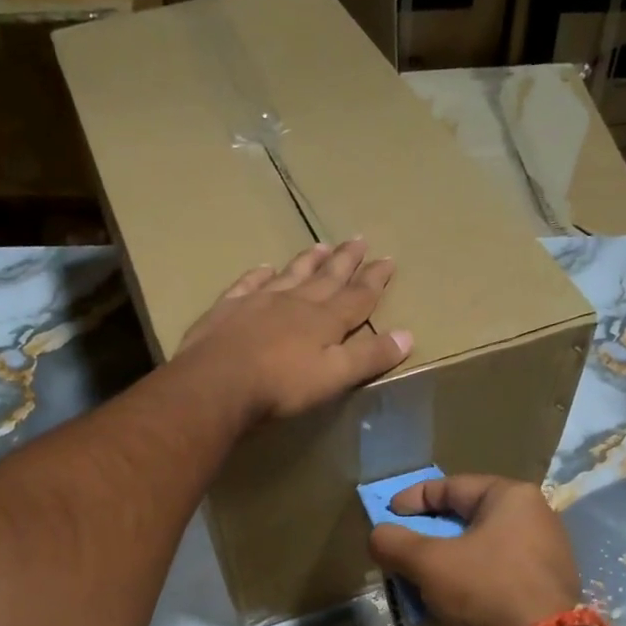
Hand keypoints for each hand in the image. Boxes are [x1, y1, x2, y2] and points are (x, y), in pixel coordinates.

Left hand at [178, 240, 412, 419]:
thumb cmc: (281, 385)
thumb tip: (407, 335)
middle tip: (359, 239)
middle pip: (326, 277)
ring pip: (290, 274)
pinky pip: (247, 284)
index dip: (374, 280)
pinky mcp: (227, 310)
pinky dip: (258, 275)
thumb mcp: (334, 376)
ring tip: (320, 246)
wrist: (217, 383)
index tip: (388, 259)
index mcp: (324, 320)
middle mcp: (295, 302)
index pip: (357, 296)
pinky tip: (263, 269)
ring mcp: (258, 302)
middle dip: (345, 260)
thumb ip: (369, 356)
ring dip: (307, 261)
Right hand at [368, 474, 580, 625]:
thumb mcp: (429, 563)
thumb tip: (378, 535)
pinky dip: (469, 579)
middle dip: (429, 534)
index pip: (450, 487)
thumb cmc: (487, 591)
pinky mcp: (546, 587)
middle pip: (466, 518)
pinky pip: (497, 573)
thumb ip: (394, 543)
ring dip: (447, 560)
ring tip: (420, 577)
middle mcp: (535, 517)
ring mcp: (546, 554)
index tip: (387, 517)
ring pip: (481, 548)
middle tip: (401, 549)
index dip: (412, 500)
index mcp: (512, 497)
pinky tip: (451, 599)